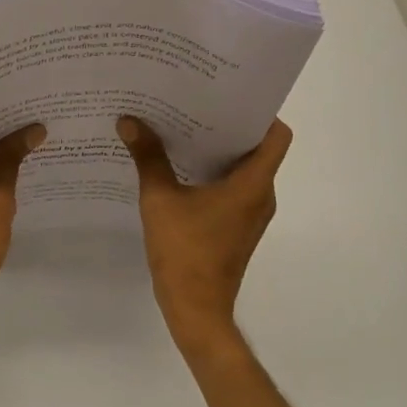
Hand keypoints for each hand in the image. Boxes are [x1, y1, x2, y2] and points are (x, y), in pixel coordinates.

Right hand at [118, 115, 292, 350]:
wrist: (196, 310)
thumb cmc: (185, 251)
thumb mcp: (160, 199)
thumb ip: (148, 157)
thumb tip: (129, 120)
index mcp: (254, 183)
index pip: (277, 135)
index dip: (259, 112)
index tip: (228, 96)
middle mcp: (261, 195)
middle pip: (257, 148)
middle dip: (228, 126)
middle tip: (194, 104)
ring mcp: (250, 215)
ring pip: (243, 170)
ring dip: (218, 151)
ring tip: (182, 130)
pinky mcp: (237, 228)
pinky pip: (232, 189)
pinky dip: (213, 174)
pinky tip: (179, 168)